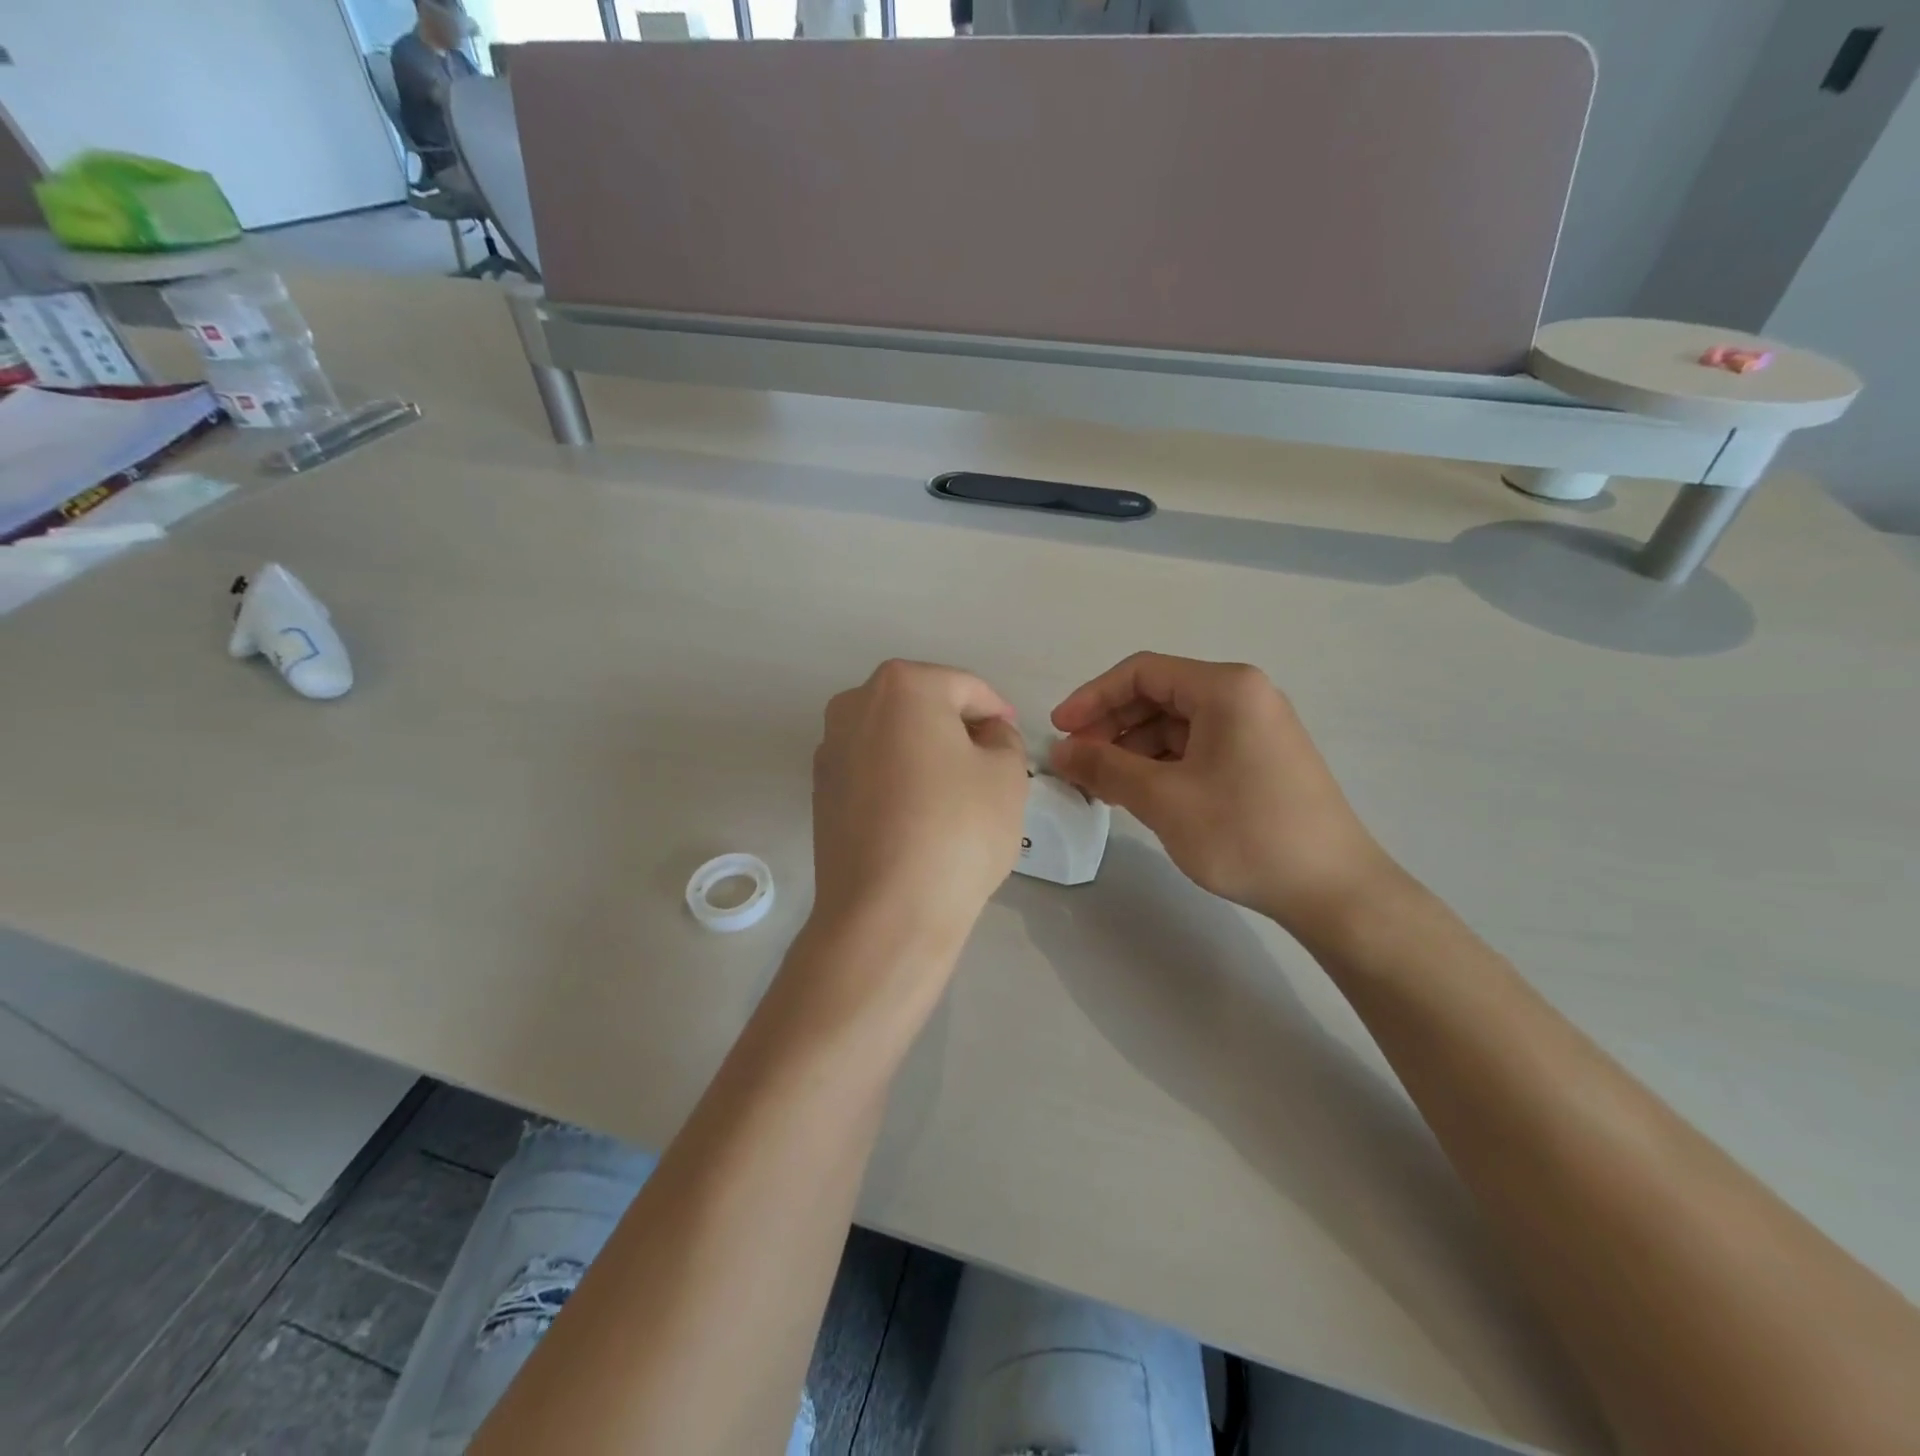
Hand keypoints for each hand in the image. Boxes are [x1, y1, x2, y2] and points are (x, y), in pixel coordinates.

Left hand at [811, 660, 1029, 959]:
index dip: (998, 713)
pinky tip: (920, 817)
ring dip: (927, 755)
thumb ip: (1003, 739)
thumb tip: (986, 735)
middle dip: (959, 730)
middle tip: (991, 768)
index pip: (966, 688)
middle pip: (924, 707)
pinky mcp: (821, 792)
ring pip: (895, 739)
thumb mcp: (1006, 775)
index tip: (1015, 743)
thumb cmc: (956, 830)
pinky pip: (873, 771)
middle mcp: (854, 705)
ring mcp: (830, 749)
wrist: (885, 913)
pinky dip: (899, 781)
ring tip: (956, 796)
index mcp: (902, 687)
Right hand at [1049, 653, 1398, 936]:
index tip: (1058, 732)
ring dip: (1133, 750)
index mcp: (1226, 688)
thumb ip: (1104, 767)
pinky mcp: (1259, 759)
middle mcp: (1244, 696)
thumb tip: (1059, 751)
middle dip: (1111, 727)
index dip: (1092, 698)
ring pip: (1175, 725)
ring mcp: (1255, 728)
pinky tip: (1140, 794)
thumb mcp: (1163, 798)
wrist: (1333, 891)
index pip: (1141, 673)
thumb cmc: (1245, 833)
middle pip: (1158, 696)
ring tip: (1102, 786)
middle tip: (1077, 764)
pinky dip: (1161, 765)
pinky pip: (1197, 747)